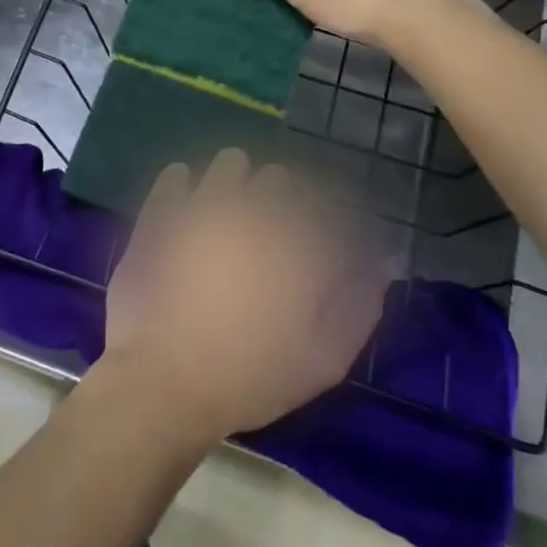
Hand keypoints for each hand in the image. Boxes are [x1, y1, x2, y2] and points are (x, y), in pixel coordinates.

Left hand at [100, 149, 389, 443]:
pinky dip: (186, 187)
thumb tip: (383, 265)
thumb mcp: (324, 359)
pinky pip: (177, 174)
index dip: (326, 225)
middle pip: (280, 178)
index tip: (318, 249)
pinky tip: (188, 211)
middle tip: (271, 238)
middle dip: (282, 200)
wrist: (164, 383)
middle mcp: (257, 208)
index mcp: (301, 241)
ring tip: (230, 217)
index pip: (327, 206)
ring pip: (231, 163)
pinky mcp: (163, 209)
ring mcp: (205, 203)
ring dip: (237, 183)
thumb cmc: (251, 378)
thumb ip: (360, 306)